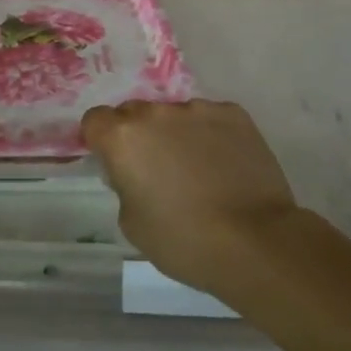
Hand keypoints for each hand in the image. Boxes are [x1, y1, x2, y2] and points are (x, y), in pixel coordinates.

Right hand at [83, 100, 299, 297]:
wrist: (255, 242)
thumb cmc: (184, 240)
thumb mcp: (132, 223)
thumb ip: (124, 185)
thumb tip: (136, 172)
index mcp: (122, 137)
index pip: (95, 120)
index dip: (101, 139)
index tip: (114, 162)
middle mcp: (155, 112)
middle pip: (134, 113)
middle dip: (139, 135)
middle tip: (156, 169)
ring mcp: (197, 108)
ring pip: (174, 115)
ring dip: (176, 134)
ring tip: (198, 170)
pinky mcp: (233, 113)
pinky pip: (210, 119)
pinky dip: (211, 135)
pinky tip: (225, 165)